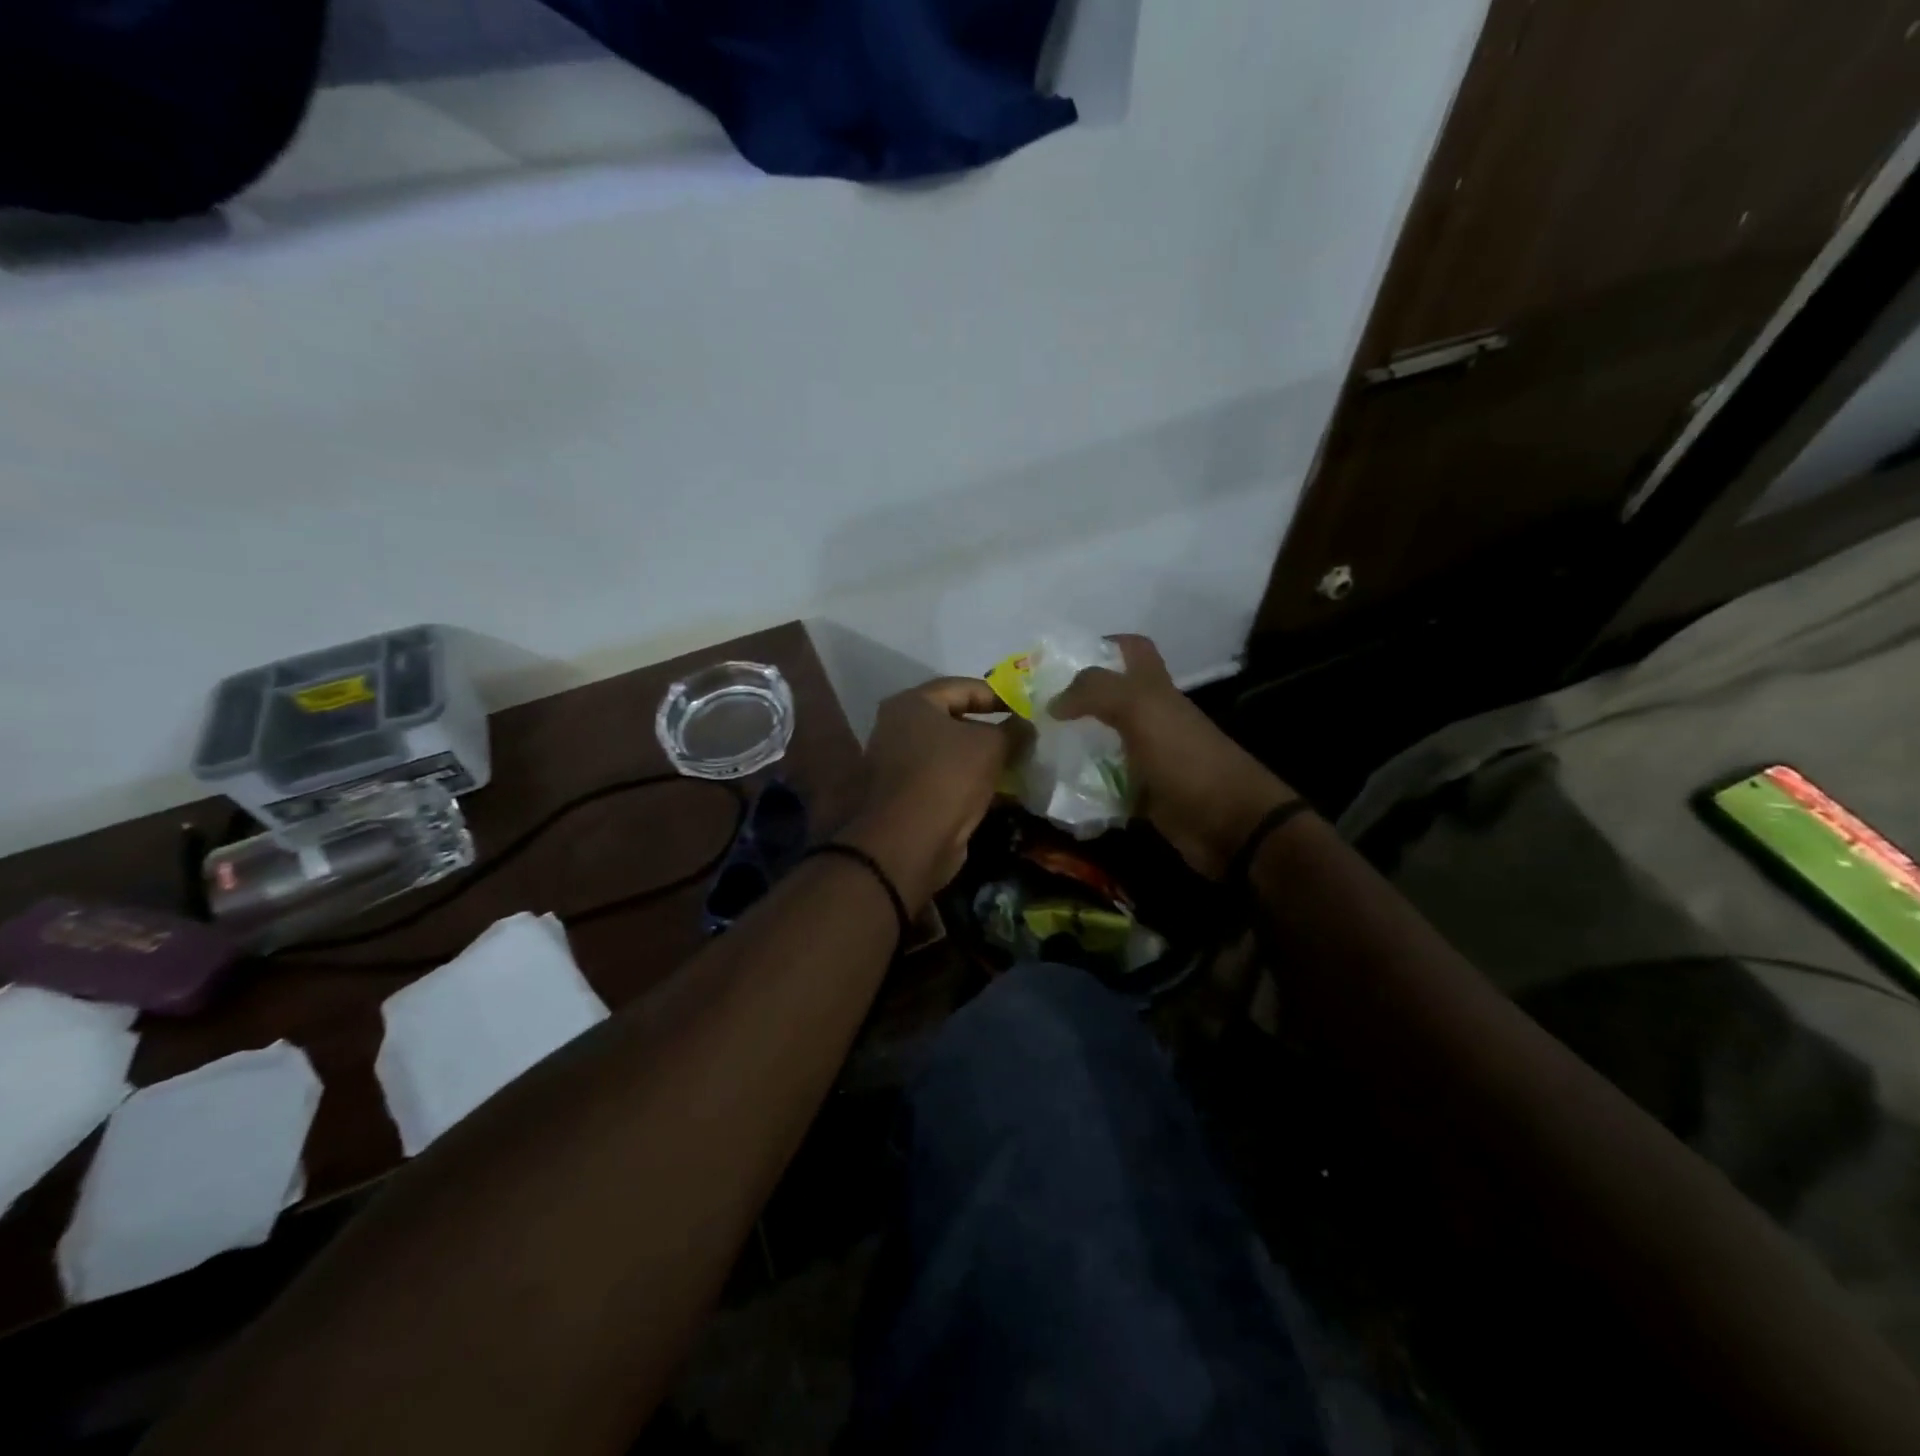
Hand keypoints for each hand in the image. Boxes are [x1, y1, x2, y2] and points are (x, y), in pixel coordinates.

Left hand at [840, 678, 1013, 910]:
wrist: (910, 843)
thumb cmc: (948, 778)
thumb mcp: (991, 746)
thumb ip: (1013, 729)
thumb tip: (1027, 723)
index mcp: (912, 704)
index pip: (963, 687)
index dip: (999, 696)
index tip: (1028, 710)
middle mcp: (898, 727)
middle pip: (955, 719)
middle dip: (992, 728)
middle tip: (1025, 736)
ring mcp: (899, 762)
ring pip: (951, 751)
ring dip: (983, 757)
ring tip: (1018, 763)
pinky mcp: (907, 794)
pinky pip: (946, 777)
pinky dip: (971, 780)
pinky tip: (1000, 789)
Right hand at [1052, 635, 1295, 878]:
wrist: (1228, 824)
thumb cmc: (1185, 757)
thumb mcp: (1141, 708)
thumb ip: (1096, 691)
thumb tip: (1053, 702)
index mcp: (1154, 689)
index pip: (1131, 650)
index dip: (1101, 645)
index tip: (1061, 661)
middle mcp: (1150, 718)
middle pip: (1108, 698)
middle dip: (1072, 699)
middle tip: (1032, 709)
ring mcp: (1146, 757)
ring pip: (1101, 741)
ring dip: (1070, 744)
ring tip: (1031, 749)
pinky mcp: (1142, 795)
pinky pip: (1103, 784)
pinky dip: (1080, 787)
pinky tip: (1052, 789)